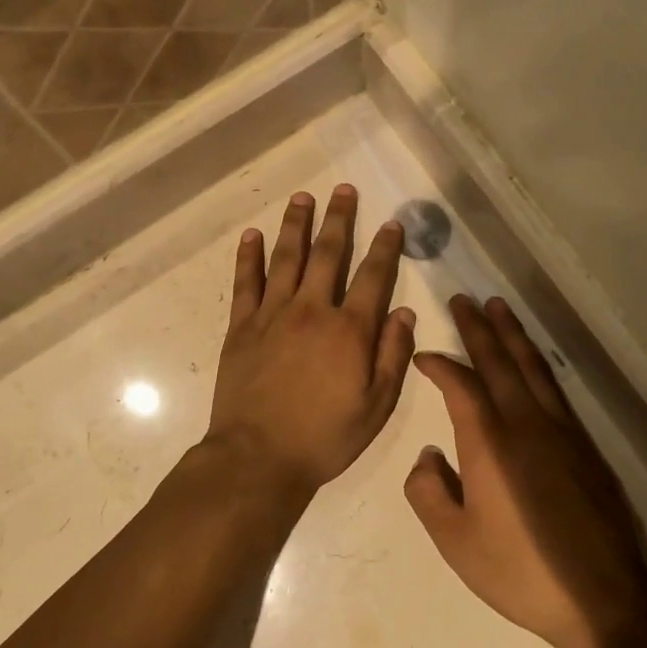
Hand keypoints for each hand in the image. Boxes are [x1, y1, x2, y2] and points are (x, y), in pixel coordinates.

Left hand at [203, 186, 416, 498]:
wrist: (258, 458)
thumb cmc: (324, 437)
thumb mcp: (375, 406)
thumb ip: (392, 355)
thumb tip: (405, 311)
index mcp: (349, 330)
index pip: (372, 277)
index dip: (385, 248)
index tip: (391, 223)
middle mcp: (311, 310)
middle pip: (327, 254)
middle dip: (339, 219)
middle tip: (343, 189)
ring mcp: (272, 315)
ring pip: (286, 259)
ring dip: (296, 225)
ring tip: (302, 197)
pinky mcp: (241, 327)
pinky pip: (245, 283)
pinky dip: (249, 257)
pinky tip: (252, 235)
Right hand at [405, 294, 646, 647]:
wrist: (603, 598)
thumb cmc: (520, 571)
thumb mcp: (455, 542)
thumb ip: (428, 492)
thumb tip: (429, 455)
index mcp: (489, 443)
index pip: (460, 384)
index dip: (439, 364)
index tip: (423, 356)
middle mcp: (525, 423)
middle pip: (498, 361)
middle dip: (477, 328)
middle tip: (461, 299)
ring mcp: (560, 430)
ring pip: (531, 367)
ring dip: (512, 334)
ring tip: (497, 307)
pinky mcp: (584, 445)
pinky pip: (554, 388)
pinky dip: (537, 362)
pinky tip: (531, 359)